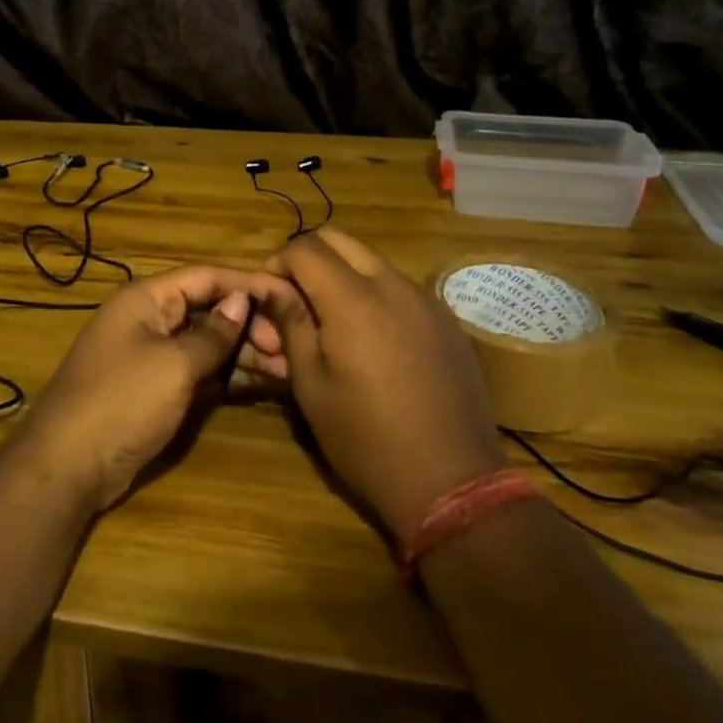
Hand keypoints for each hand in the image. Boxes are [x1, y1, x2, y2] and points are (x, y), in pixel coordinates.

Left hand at [12, 266, 295, 511]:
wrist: (67, 466)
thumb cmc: (122, 401)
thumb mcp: (174, 365)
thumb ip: (213, 334)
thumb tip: (242, 302)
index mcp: (147, 298)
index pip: (206, 277)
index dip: (248, 284)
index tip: (290, 297)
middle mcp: (150, 319)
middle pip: (209, 310)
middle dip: (250, 325)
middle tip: (289, 349)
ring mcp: (152, 355)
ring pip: (207, 343)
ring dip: (244, 353)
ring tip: (286, 370)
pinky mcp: (156, 389)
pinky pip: (199, 371)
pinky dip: (228, 375)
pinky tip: (261, 384)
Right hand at [256, 229, 505, 537]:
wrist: (453, 482)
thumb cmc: (366, 440)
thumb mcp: (311, 386)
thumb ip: (290, 324)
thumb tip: (270, 286)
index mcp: (353, 300)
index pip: (305, 248)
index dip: (278, 262)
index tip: (269, 292)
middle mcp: (393, 285)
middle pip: (341, 239)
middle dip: (310, 257)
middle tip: (295, 297)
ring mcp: (426, 300)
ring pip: (373, 260)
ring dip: (343, 273)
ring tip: (332, 319)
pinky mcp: (447, 320)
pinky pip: (401, 286)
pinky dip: (375, 292)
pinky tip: (372, 338)